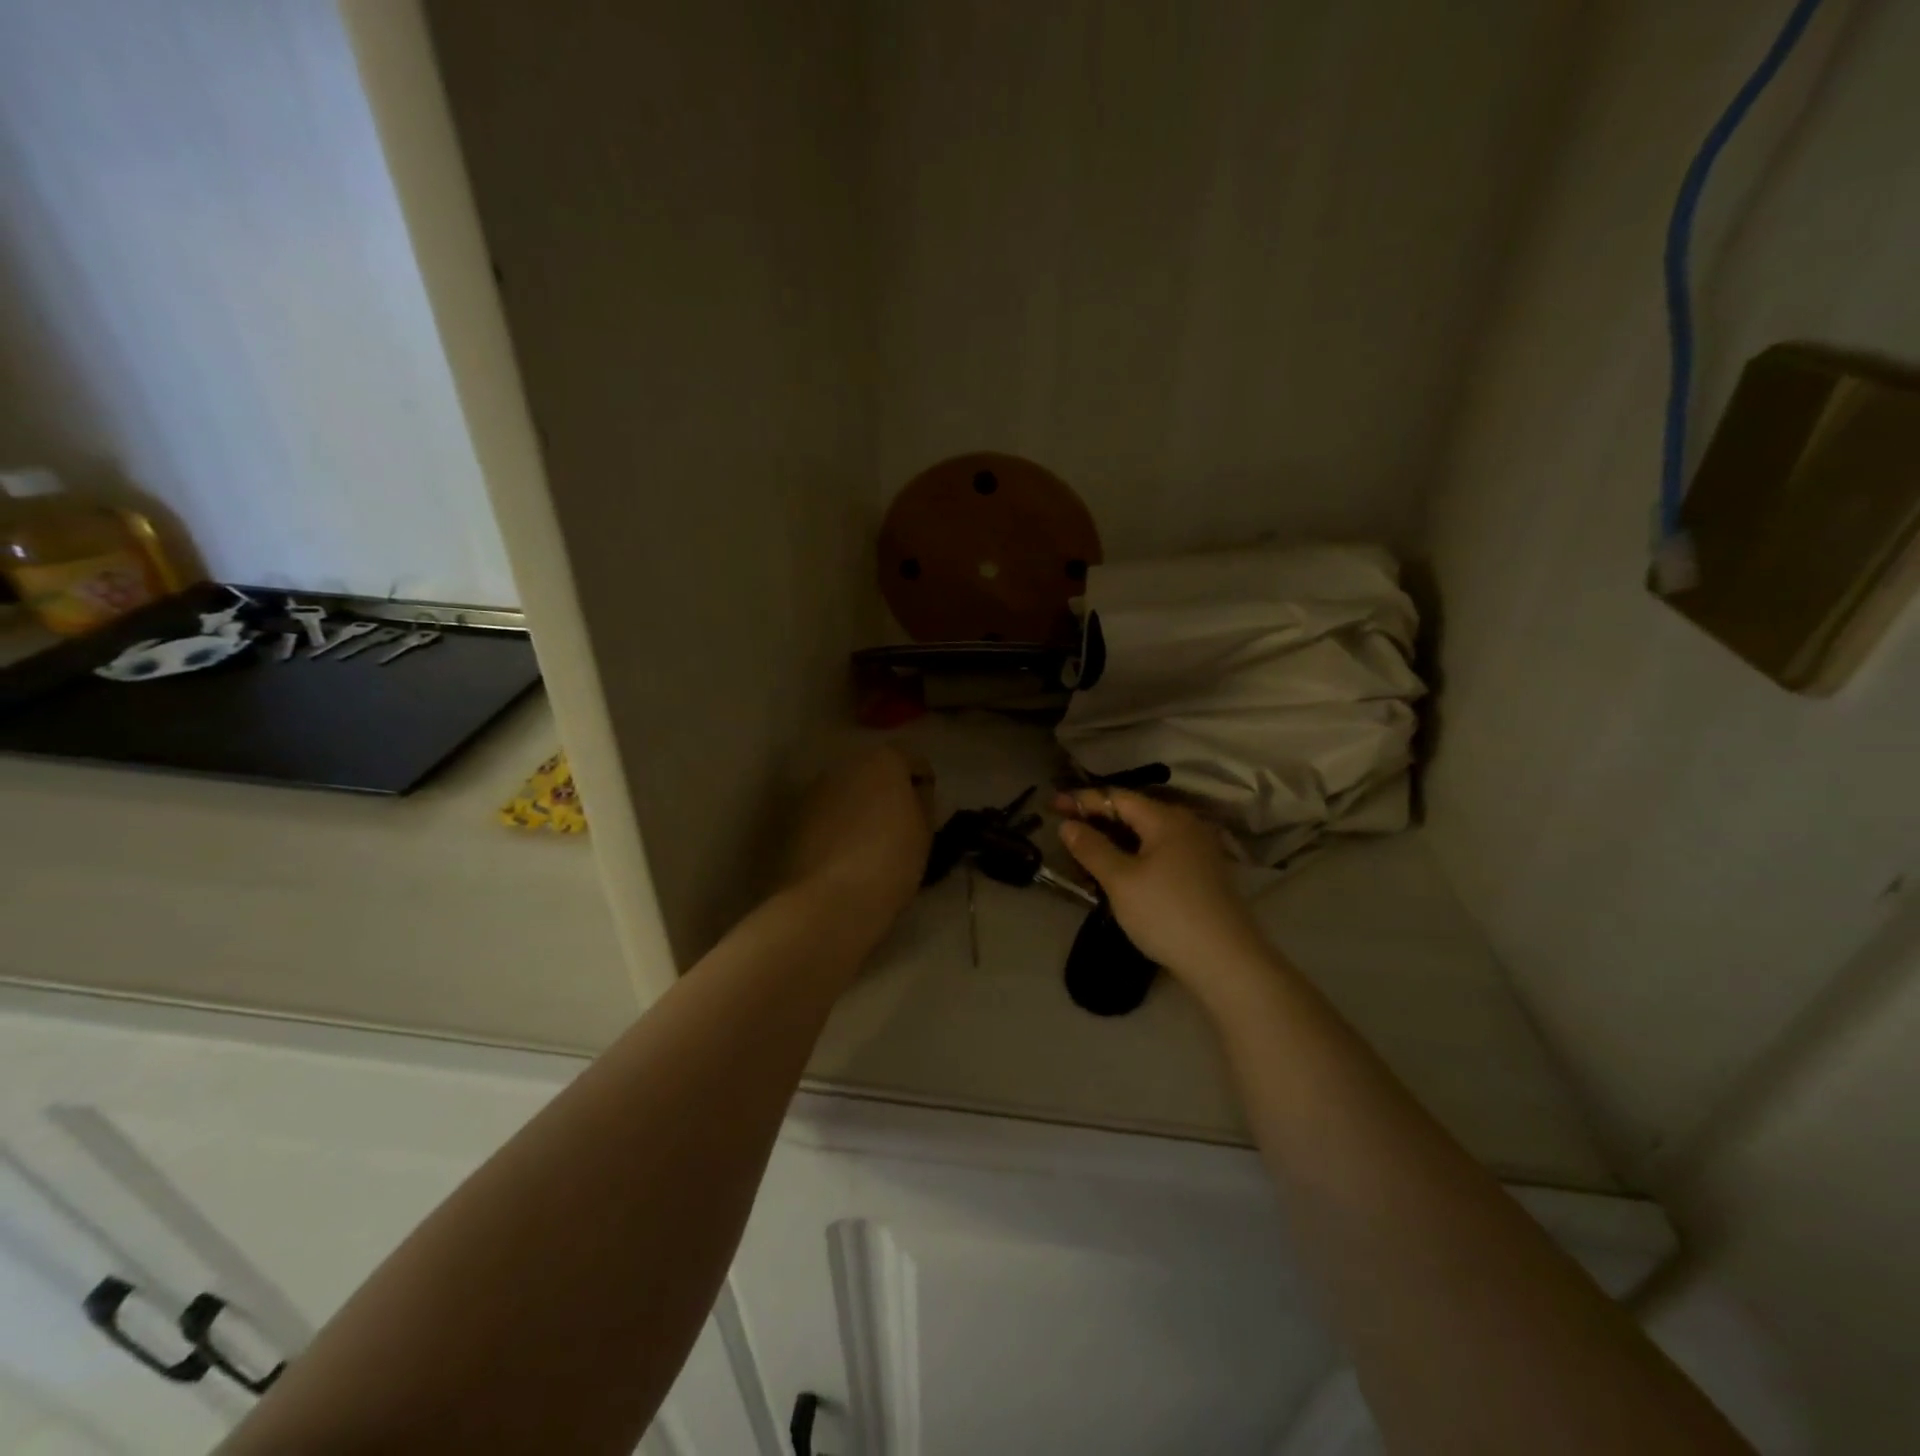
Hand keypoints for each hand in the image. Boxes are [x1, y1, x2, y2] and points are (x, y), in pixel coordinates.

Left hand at [784, 745, 932, 931]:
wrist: (829, 900)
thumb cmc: (890, 861)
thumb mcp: (925, 832)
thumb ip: (922, 802)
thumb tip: (914, 793)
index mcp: (883, 760)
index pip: (913, 761)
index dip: (924, 785)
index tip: (928, 811)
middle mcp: (845, 764)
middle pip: (875, 771)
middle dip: (887, 791)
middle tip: (900, 825)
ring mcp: (815, 790)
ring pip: (847, 792)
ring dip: (859, 807)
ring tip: (870, 843)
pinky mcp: (795, 817)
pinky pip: (827, 814)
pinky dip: (837, 825)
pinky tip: (845, 855)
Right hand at [1055, 788, 1270, 991]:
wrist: (1226, 961)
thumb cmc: (1167, 913)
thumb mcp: (1120, 881)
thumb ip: (1092, 848)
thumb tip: (1068, 825)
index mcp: (1166, 819)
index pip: (1117, 797)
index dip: (1083, 800)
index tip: (1053, 804)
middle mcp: (1186, 826)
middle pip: (1134, 813)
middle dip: (1098, 819)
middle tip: (1066, 828)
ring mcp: (1198, 851)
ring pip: (1147, 835)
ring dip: (1115, 840)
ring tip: (1085, 852)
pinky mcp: (1202, 875)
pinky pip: (1160, 853)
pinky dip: (1134, 855)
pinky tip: (1118, 872)